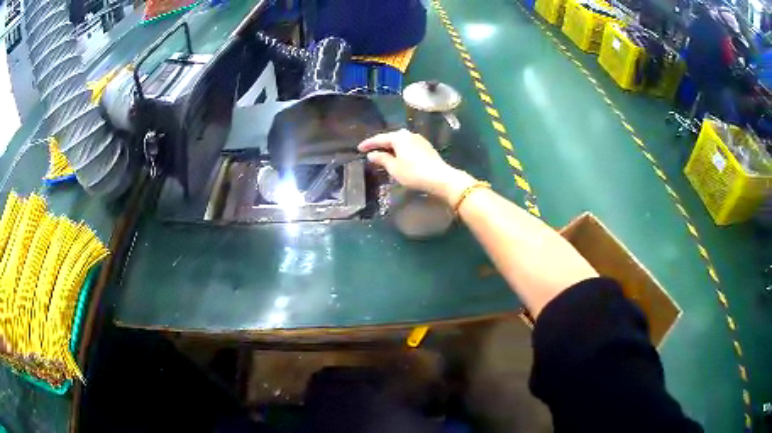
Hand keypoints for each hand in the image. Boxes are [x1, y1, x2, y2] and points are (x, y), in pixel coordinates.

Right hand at [358, 129, 475, 203]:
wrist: (440, 178)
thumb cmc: (414, 173)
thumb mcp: (394, 168)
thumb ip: (381, 159)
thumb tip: (372, 154)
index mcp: (399, 137)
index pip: (379, 138)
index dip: (368, 144)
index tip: (359, 148)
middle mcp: (409, 134)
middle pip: (390, 138)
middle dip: (380, 144)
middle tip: (370, 151)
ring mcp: (419, 140)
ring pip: (400, 142)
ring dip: (391, 147)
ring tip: (383, 155)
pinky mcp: (426, 147)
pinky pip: (408, 146)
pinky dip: (400, 150)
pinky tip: (398, 157)